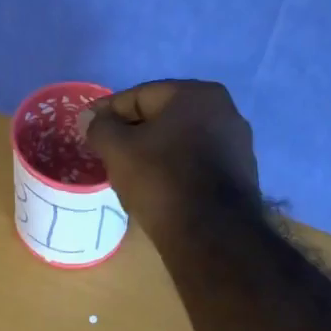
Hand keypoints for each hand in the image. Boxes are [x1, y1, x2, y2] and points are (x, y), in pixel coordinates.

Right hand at [79, 81, 260, 237]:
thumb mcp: (118, 150)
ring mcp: (238, 145)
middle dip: (134, 133)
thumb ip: (100, 127)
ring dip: (156, 153)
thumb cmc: (161, 181)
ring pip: (182, 143)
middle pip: (164, 119)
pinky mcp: (241, 177)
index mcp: (197, 94)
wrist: (211, 235)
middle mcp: (226, 111)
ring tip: (131, 173)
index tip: (88, 127)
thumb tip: (91, 118)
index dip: (109, 112)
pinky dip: (176, 171)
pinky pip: (198, 166)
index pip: (140, 96)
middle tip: (108, 151)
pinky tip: (160, 189)